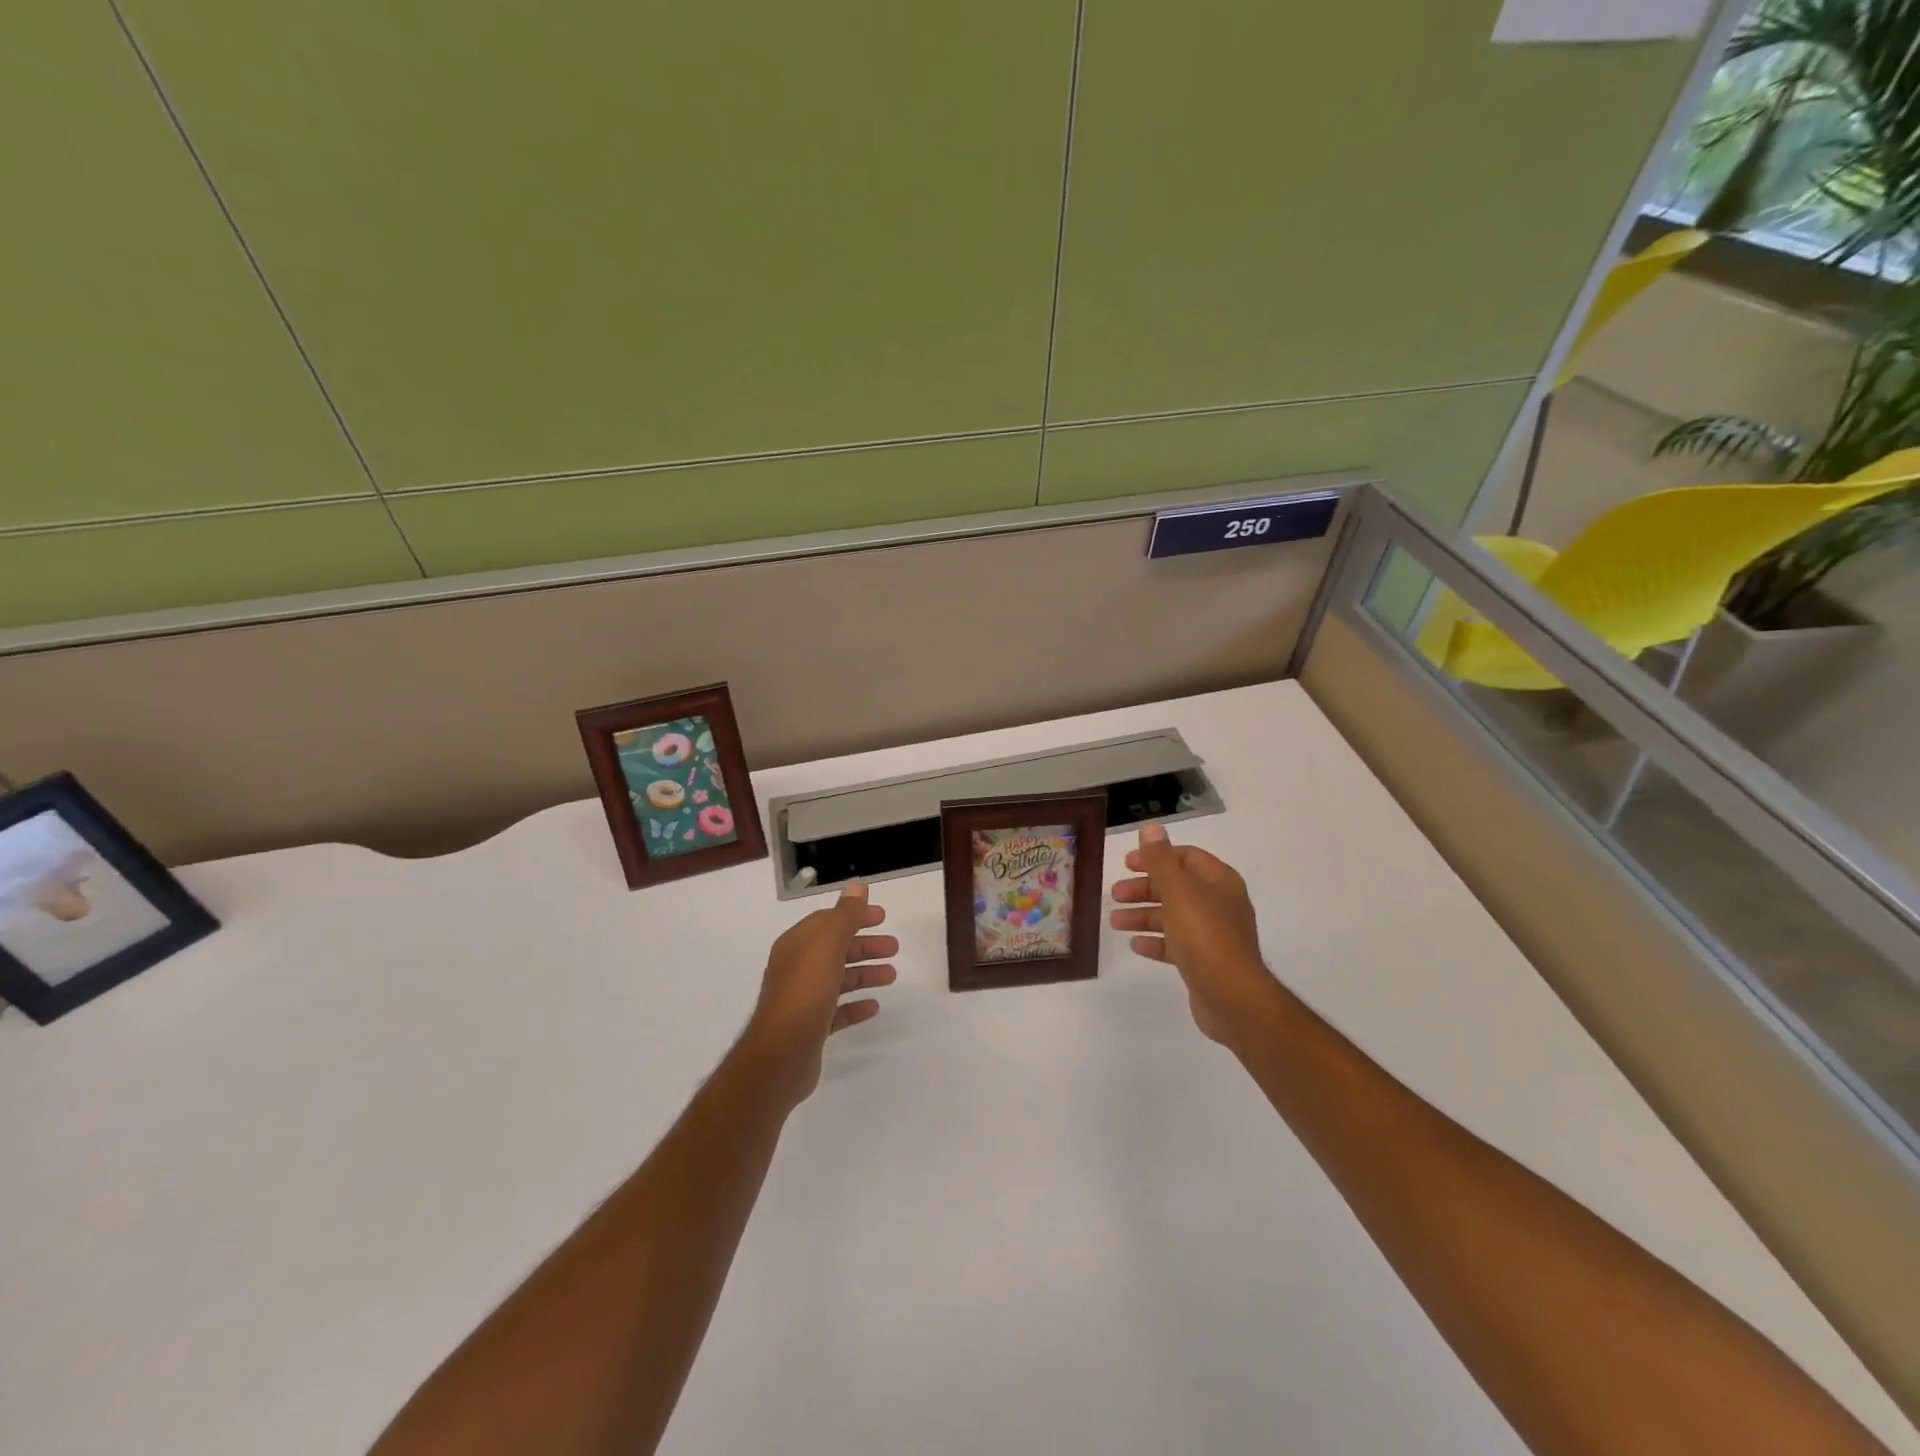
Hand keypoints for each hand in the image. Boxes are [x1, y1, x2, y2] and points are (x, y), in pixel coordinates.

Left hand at [741, 883, 897, 1108]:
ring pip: (839, 979)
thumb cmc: (805, 992)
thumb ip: (845, 915)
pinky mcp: (811, 1028)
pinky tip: (874, 1006)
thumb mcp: (827, 945)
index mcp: (797, 945)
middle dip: (865, 946)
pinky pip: (837, 1010)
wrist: (781, 1055)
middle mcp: (797, 968)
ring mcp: (803, 999)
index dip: (854, 915)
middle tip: (894, 948)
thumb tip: (857, 887)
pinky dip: (856, 1005)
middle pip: (836, 949)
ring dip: (865, 974)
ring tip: (892, 976)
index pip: (828, 921)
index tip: (882, 917)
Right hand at [1110, 824, 1278, 1047]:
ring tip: (1115, 921)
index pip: (1185, 857)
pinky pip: (1176, 944)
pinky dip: (1155, 941)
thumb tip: (1151, 828)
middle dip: (1144, 889)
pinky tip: (1135, 944)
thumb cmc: (1204, 936)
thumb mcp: (1178, 891)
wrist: (1232, 997)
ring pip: (1173, 916)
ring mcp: (1213, 934)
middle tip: (1115, 894)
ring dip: (1143, 915)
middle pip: (1176, 887)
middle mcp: (1219, 904)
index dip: (1156, 857)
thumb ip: (1161, 860)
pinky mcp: (1205, 961)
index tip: (1127, 864)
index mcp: (1219, 881)